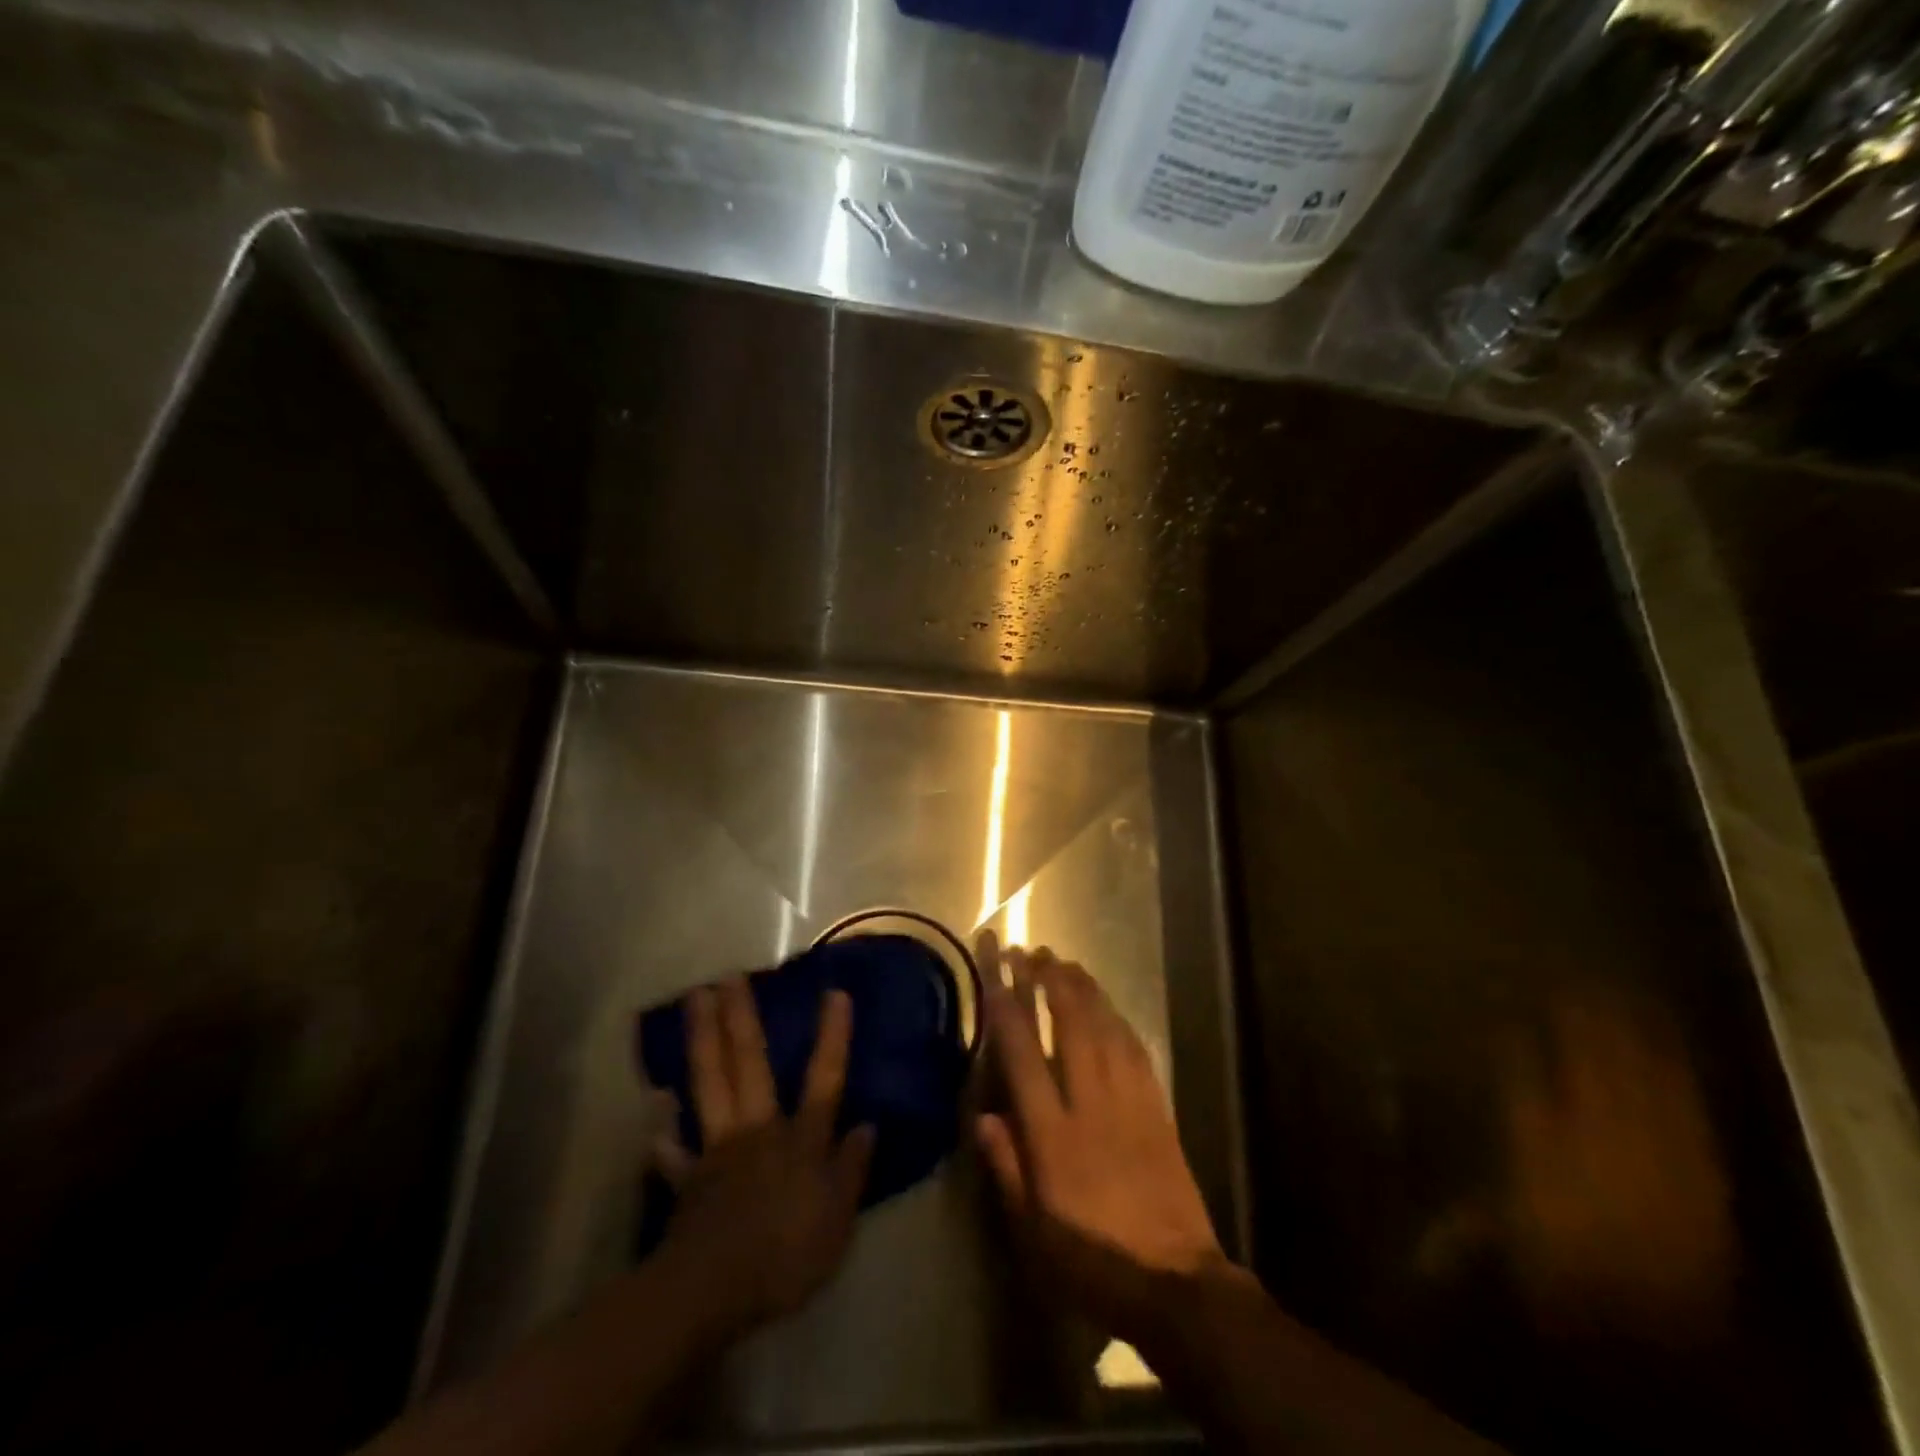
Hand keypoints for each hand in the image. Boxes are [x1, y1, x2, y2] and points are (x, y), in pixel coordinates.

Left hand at [655, 978, 873, 1337]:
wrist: (713, 1291)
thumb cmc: (787, 1256)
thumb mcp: (838, 1221)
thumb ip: (852, 1170)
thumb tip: (868, 1125)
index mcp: (801, 1140)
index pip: (824, 1079)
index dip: (832, 1037)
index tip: (835, 992)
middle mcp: (758, 1130)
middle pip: (750, 1065)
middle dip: (741, 1019)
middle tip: (729, 976)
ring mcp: (718, 1149)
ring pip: (710, 1084)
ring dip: (702, 1041)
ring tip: (693, 1002)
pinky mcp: (689, 1178)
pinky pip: (674, 1150)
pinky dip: (664, 1130)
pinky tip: (655, 1106)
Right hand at [973, 931, 1232, 1347]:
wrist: (1174, 1284)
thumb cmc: (1092, 1261)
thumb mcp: (1032, 1232)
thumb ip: (1006, 1168)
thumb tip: (982, 1116)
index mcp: (1052, 1133)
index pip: (1022, 1052)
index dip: (1006, 1004)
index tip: (995, 968)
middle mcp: (1090, 1103)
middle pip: (1069, 1024)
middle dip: (1049, 981)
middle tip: (1034, 951)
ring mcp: (1129, 1101)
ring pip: (1105, 1027)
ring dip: (1084, 989)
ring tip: (1066, 962)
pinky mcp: (1158, 1108)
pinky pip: (1135, 1050)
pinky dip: (1118, 1019)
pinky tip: (1108, 1006)